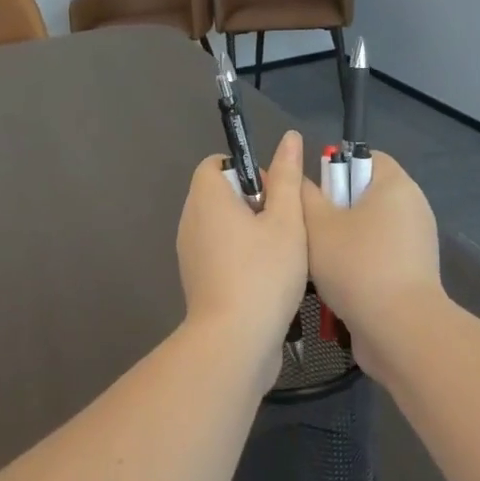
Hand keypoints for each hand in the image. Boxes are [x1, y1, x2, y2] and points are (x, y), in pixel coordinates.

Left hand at [176, 130, 308, 361]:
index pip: (216, 164)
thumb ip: (287, 177)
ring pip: (224, 226)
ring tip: (283, 252)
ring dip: (252, 231)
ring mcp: (191, 253)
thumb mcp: (286, 220)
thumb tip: (289, 137)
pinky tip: (270, 277)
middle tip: (285, 223)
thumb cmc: (263, 273)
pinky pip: (220, 253)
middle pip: (222, 194)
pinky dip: (242, 256)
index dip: (247, 169)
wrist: (235, 343)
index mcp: (207, 198)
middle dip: (255, 202)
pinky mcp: (198, 281)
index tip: (274, 191)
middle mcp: (191, 220)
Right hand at [300, 152, 443, 371]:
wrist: (400, 331)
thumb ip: (304, 195)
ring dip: (342, 241)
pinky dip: (358, 264)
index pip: (364, 157)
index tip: (314, 194)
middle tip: (308, 229)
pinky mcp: (414, 274)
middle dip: (334, 210)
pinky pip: (379, 256)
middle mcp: (412, 207)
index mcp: (395, 185)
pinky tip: (335, 284)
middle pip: (365, 194)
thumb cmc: (357, 265)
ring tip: (316, 260)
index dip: (335, 169)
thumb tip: (300, 181)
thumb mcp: (317, 224)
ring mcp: (416, 243)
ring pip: (368, 229)